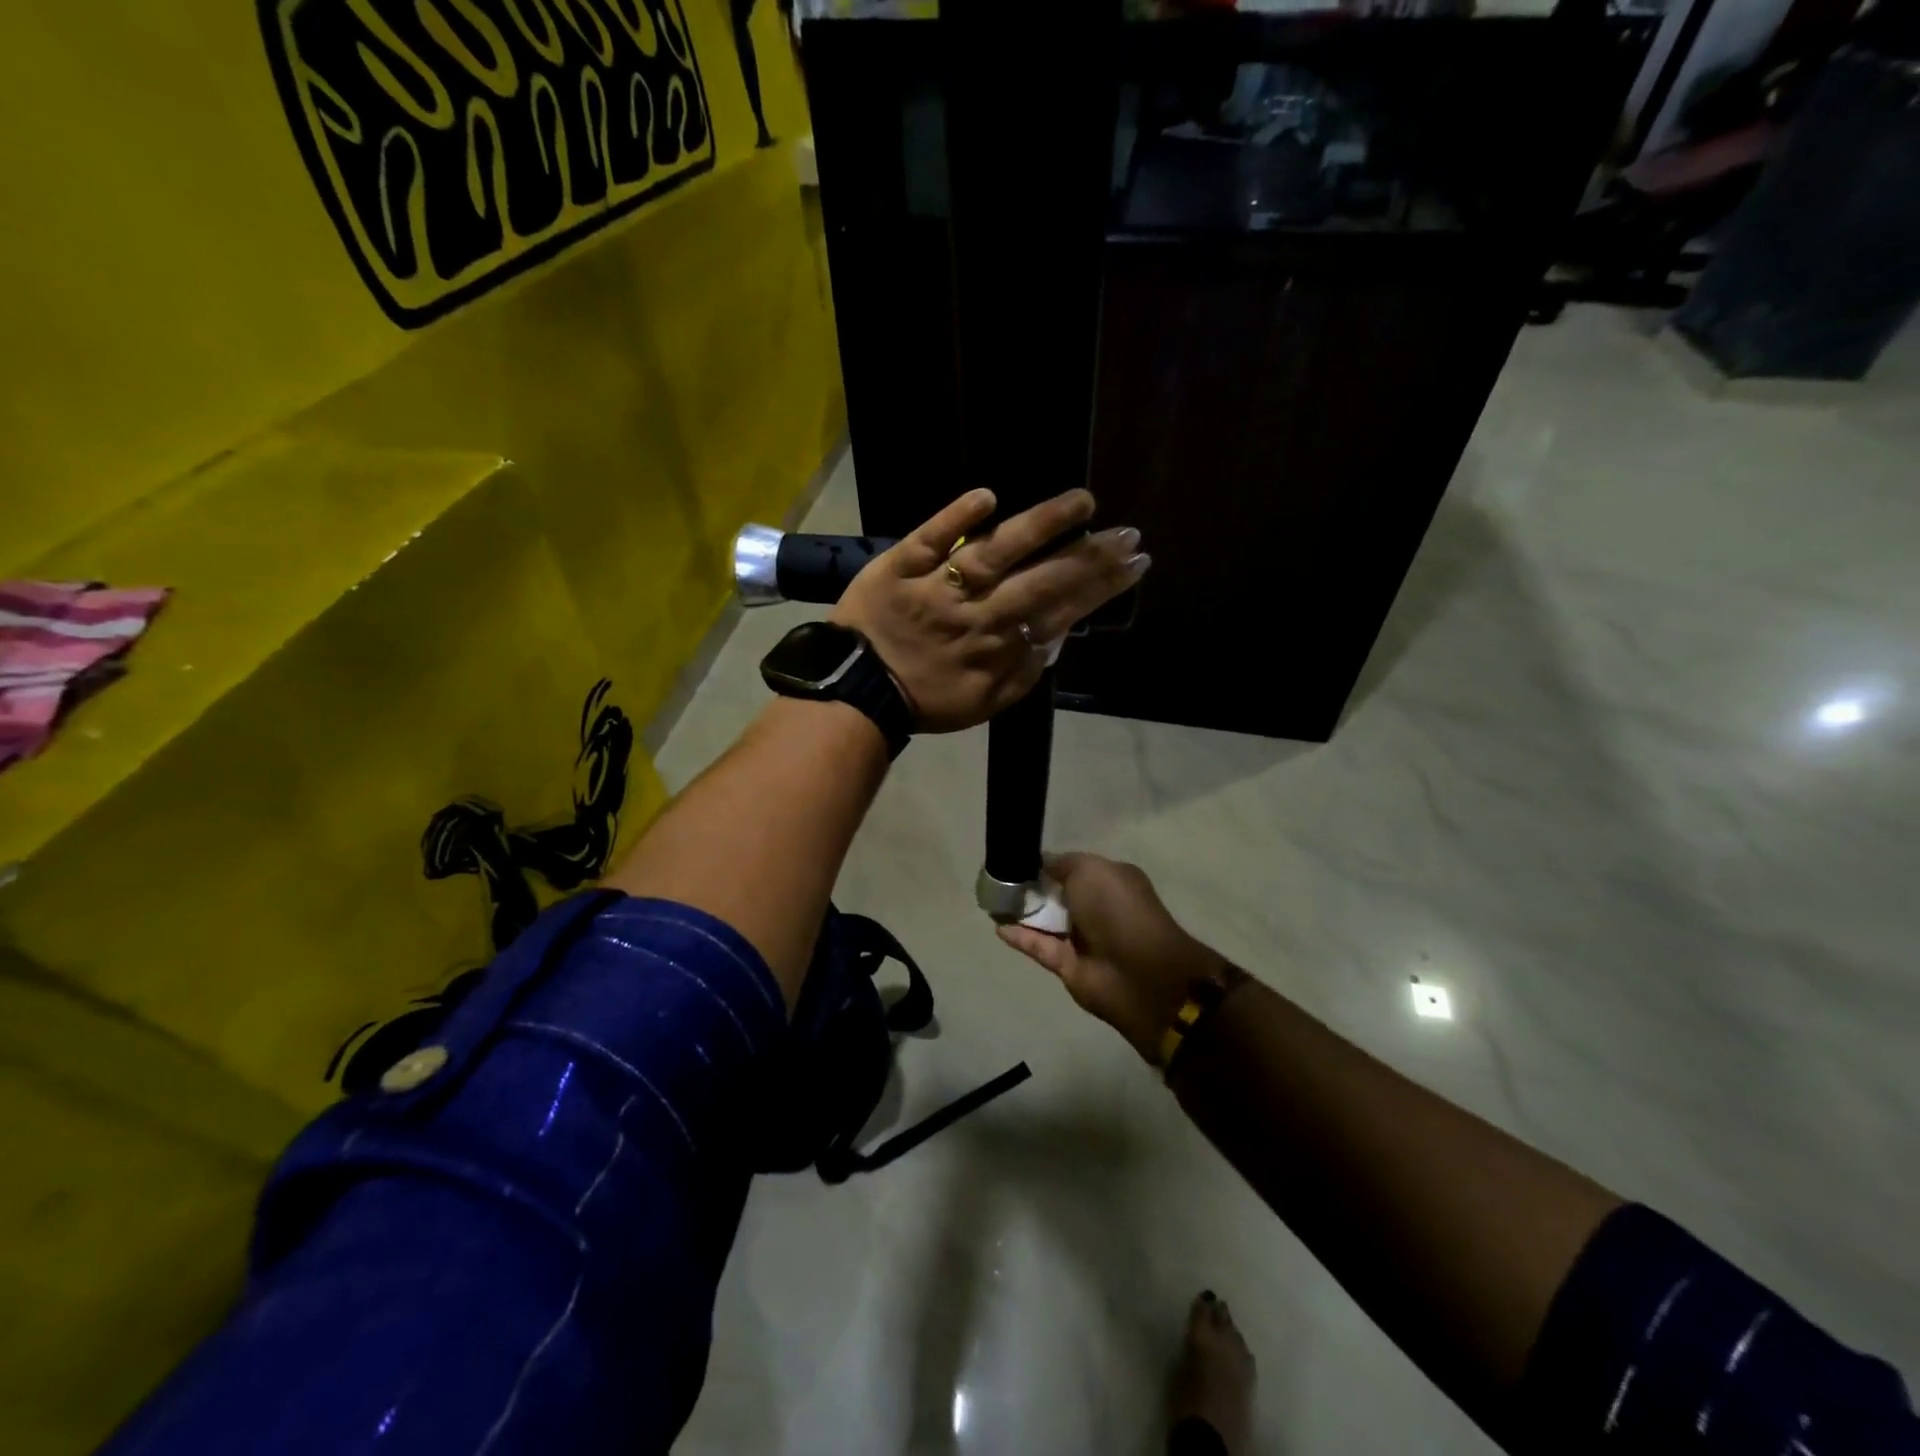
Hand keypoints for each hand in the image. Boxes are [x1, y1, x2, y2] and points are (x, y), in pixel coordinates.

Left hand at [830, 488, 1148, 732]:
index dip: (1100, 586)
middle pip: (1040, 579)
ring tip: (1081, 501)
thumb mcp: (983, 703)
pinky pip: (929, 538)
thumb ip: (1022, 672)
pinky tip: (988, 496)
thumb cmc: (923, 700)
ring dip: (1039, 524)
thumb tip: (1056, 636)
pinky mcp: (899, 566)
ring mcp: (938, 586)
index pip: (1059, 609)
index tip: (1135, 562)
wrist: (855, 691)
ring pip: (994, 551)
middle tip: (1128, 532)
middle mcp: (976, 612)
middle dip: (1089, 556)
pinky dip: (955, 517)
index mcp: (997, 646)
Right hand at [997, 853, 1229, 1064]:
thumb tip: (1041, 863)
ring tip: (991, 900)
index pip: (1073, 868)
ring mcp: (1084, 939)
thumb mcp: (1090, 869)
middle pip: (1058, 895)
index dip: (1047, 864)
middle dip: (1032, 887)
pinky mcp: (1069, 966)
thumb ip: (1062, 863)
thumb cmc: (1118, 909)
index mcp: (1110, 881)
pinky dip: (1021, 937)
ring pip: (1047, 922)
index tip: (1017, 859)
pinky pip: (1040, 947)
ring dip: (1022, 912)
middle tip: (998, 878)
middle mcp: (1098, 908)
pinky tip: (998, 927)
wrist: (1139, 972)